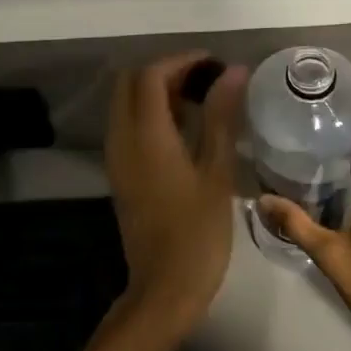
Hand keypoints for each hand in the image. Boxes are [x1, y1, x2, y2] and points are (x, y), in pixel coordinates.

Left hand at [104, 53, 247, 337]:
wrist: (164, 289)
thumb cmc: (198, 232)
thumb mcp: (217, 171)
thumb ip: (221, 116)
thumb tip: (233, 71)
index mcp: (145, 135)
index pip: (151, 75)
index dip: (181, 61)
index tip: (214, 65)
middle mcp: (122, 139)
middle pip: (131, 83)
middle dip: (166, 72)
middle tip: (206, 81)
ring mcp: (117, 157)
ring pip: (127, 103)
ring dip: (157, 92)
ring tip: (201, 101)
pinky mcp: (120, 173)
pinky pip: (128, 126)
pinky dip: (151, 114)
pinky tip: (185, 130)